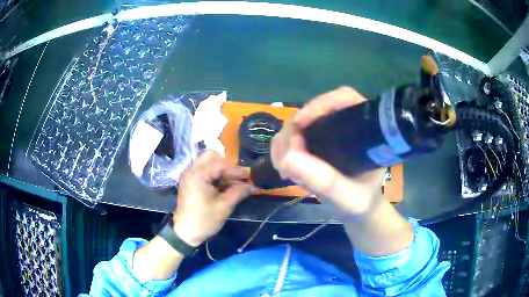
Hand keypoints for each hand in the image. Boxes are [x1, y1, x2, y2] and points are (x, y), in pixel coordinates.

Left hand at [172, 151, 255, 246]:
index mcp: (198, 174)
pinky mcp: (189, 181)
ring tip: (233, 183)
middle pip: (211, 156)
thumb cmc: (204, 220)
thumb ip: (239, 192)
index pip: (221, 164)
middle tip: (237, 177)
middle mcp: (191, 170)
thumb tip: (253, 186)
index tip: (249, 177)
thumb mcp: (224, 206)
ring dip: (221, 170)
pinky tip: (224, 186)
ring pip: (208, 163)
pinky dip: (214, 175)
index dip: (237, 170)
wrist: (185, 233)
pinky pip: (204, 171)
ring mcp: (189, 175)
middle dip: (227, 165)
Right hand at [270, 87, 385, 219]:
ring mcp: (328, 133)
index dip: (320, 104)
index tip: (299, 123)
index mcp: (365, 129)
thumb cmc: (360, 201)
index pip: (344, 99)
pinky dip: (282, 149)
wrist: (357, 209)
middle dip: (294, 131)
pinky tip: (284, 167)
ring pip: (299, 124)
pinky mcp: (315, 143)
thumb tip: (288, 159)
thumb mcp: (348, 196)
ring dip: (285, 142)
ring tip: (284, 169)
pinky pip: (292, 137)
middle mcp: (345, 125)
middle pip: (314, 111)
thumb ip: (324, 181)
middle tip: (286, 158)